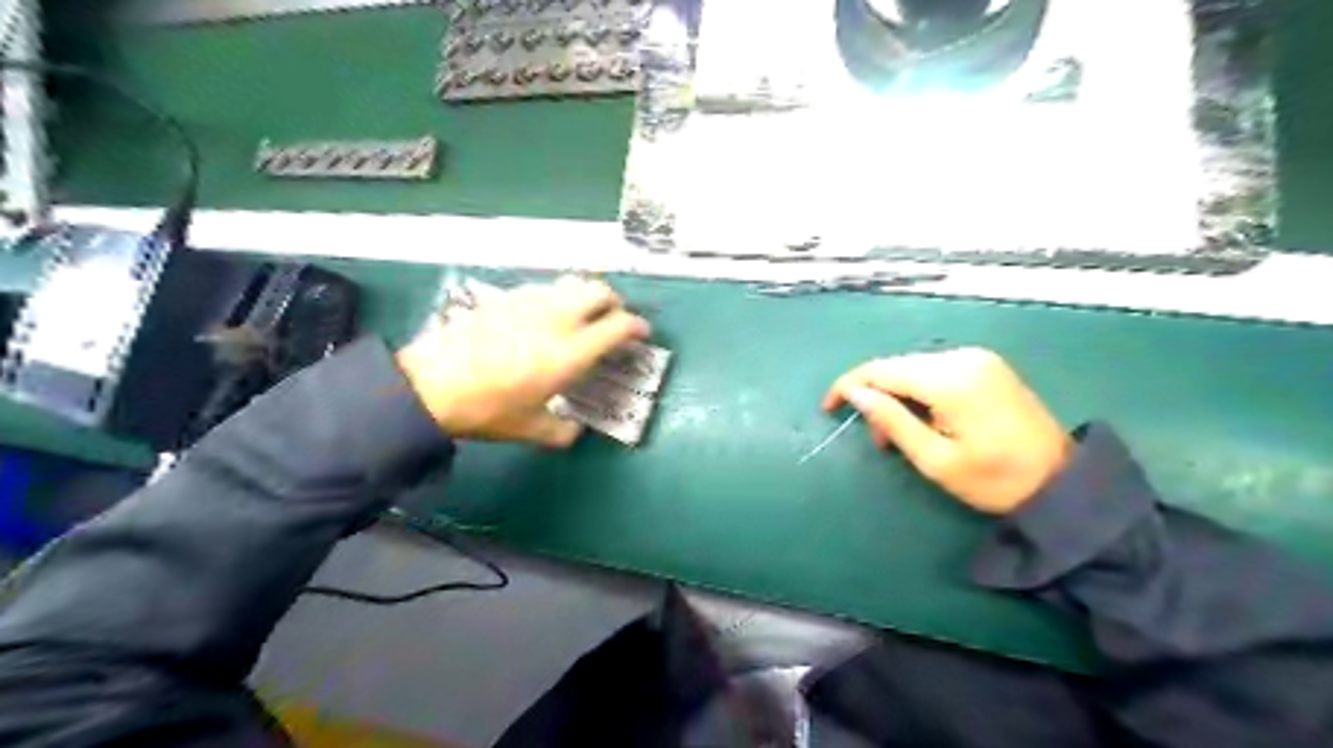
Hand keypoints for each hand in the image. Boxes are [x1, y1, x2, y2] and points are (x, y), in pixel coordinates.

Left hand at [391, 277, 649, 447]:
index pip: (618, 326)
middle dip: (615, 303)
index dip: (637, 327)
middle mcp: (557, 319)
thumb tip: (576, 431)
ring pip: (571, 284)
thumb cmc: (487, 411)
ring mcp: (530, 302)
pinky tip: (544, 318)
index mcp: (570, 353)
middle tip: (613, 321)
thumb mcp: (529, 430)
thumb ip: (562, 432)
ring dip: (585, 296)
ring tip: (581, 316)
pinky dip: (557, 297)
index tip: (641, 333)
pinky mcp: (506, 297)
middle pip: (599, 291)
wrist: (429, 386)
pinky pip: (543, 289)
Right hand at [825, 349, 1068, 512]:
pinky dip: (918, 391)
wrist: (1063, 483)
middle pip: (898, 366)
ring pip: (914, 367)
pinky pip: (935, 370)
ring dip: (897, 395)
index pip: (882, 369)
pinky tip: (922, 417)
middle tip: (876, 437)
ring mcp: (978, 358)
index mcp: (951, 379)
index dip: (849, 385)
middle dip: (876, 395)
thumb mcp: (935, 460)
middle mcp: (963, 357)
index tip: (828, 407)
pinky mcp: (986, 365)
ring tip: (898, 434)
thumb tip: (855, 393)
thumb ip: (892, 421)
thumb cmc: (995, 480)